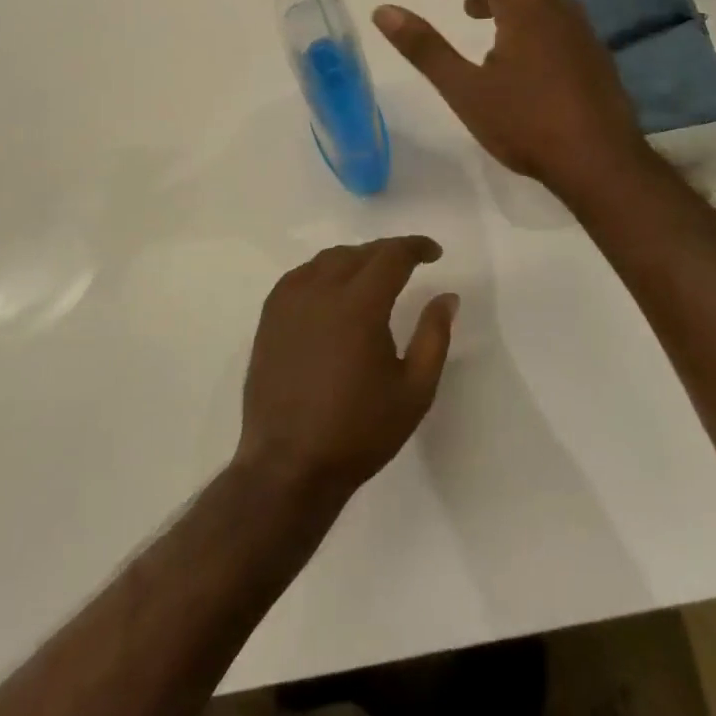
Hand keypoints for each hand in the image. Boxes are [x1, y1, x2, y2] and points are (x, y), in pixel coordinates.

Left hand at [235, 236, 456, 503]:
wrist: (289, 467)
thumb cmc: (359, 432)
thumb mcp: (414, 391)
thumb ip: (434, 336)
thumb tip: (446, 297)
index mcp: (359, 305)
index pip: (391, 255)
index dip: (416, 247)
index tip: (434, 253)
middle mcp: (321, 292)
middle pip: (359, 252)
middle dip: (388, 252)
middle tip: (408, 264)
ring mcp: (290, 303)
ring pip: (327, 260)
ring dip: (356, 259)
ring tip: (373, 274)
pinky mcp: (269, 318)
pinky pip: (300, 276)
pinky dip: (322, 271)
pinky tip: (332, 290)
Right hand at [373, 0, 649, 195]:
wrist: (601, 162)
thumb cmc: (527, 123)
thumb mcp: (465, 88)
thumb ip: (424, 47)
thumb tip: (383, 11)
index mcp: (526, 4)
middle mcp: (556, 4)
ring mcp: (578, 27)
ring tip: (468, 9)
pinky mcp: (590, 50)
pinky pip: (549, 14)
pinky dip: (520, 13)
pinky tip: (509, 44)